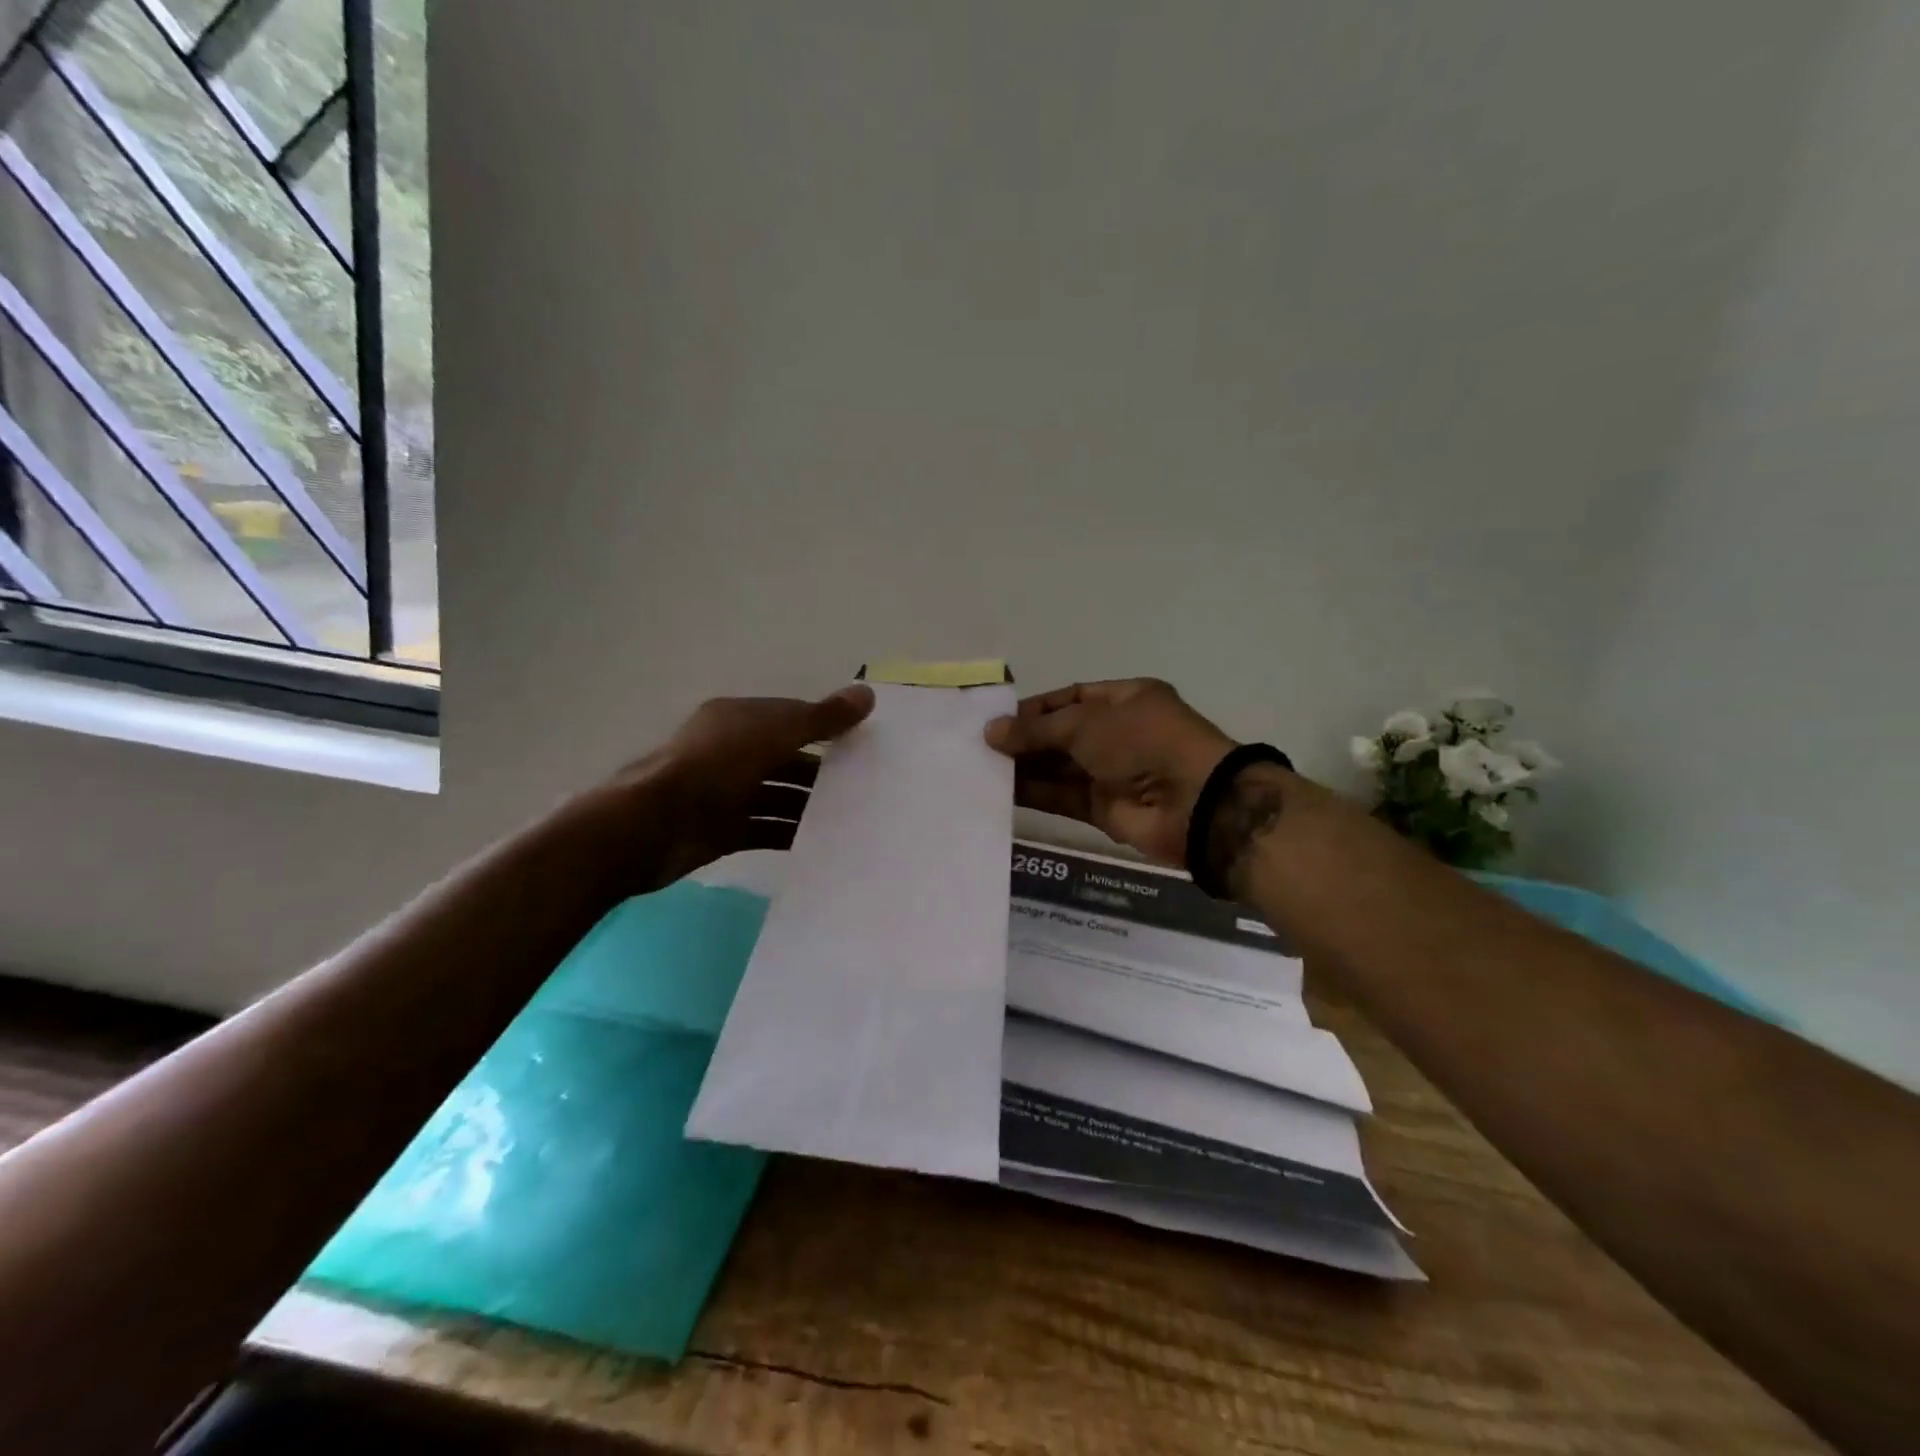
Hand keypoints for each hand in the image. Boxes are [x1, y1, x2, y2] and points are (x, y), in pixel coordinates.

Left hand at [601, 686, 875, 888]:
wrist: (649, 827)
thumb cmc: (714, 767)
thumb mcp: (773, 733)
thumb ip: (821, 717)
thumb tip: (867, 693)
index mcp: (738, 719)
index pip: (791, 717)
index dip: (827, 725)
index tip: (865, 743)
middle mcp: (731, 751)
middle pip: (786, 758)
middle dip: (822, 770)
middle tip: (866, 785)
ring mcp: (725, 793)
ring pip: (777, 795)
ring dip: (809, 805)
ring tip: (852, 818)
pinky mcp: (722, 831)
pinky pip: (765, 829)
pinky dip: (789, 833)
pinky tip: (822, 843)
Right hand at [984, 679, 1233, 865]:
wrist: (1191, 803)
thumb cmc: (1142, 742)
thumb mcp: (1086, 723)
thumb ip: (1036, 730)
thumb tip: (991, 732)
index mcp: (1126, 700)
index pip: (1072, 697)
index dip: (1035, 707)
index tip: (998, 718)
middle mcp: (1118, 733)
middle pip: (1062, 734)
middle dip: (1025, 739)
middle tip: (980, 746)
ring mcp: (1111, 772)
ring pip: (1058, 767)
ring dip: (1024, 767)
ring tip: (981, 767)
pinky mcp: (1103, 808)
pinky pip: (1061, 797)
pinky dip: (1033, 794)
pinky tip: (1000, 791)